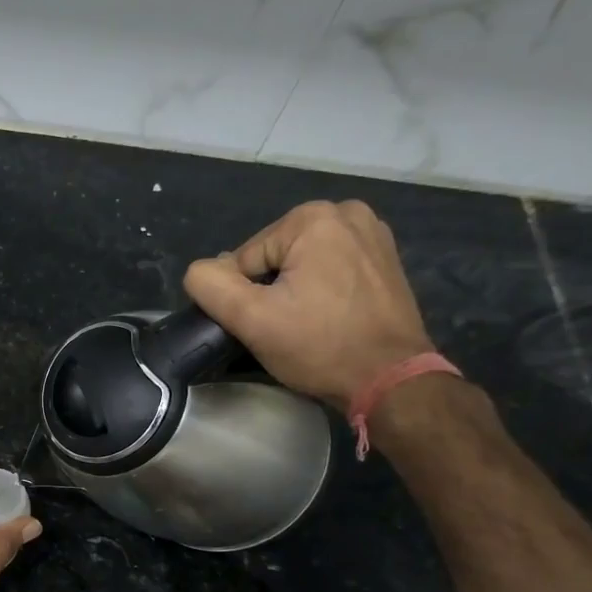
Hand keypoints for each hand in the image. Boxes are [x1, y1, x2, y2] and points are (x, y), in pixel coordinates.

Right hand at [183, 200, 434, 412]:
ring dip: (293, 291)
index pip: (245, 259)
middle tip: (284, 328)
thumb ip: (210, 285)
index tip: (264, 325)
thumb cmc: (319, 346)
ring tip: (306, 325)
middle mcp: (347, 212)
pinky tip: (328, 317)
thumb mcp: (251, 319)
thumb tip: (200, 271)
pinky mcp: (386, 258)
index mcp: (313, 218)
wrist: (391, 379)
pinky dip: (321, 289)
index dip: (244, 297)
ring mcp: (373, 233)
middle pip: (274, 257)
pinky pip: (331, 267)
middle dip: (270, 290)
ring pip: (302, 263)